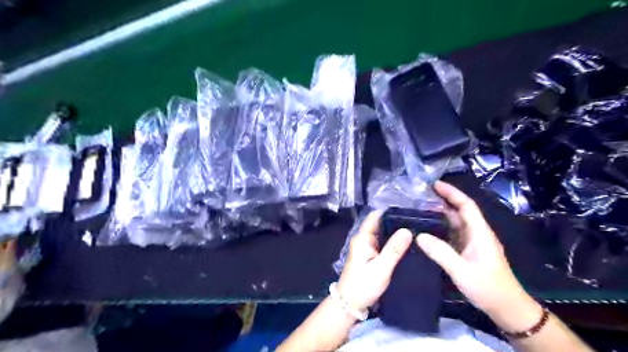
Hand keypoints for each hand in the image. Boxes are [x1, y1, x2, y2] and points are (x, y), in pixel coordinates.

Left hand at [336, 210, 415, 312]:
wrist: (350, 303)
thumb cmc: (363, 285)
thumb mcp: (381, 268)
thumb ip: (394, 249)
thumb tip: (407, 230)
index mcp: (363, 238)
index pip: (375, 216)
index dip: (390, 211)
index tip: (408, 210)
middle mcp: (363, 239)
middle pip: (380, 224)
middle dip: (395, 222)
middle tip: (417, 221)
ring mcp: (366, 247)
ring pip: (382, 233)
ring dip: (395, 232)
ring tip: (415, 229)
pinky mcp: (370, 255)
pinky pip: (382, 243)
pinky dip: (392, 241)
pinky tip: (406, 243)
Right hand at [416, 182, 538, 326]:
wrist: (507, 309)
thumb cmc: (488, 288)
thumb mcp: (462, 271)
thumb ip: (441, 252)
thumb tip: (419, 235)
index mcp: (480, 233)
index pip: (466, 206)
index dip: (452, 193)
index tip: (435, 184)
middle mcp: (477, 234)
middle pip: (461, 211)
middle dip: (444, 200)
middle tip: (422, 195)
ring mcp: (473, 243)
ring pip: (456, 222)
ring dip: (441, 214)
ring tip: (421, 209)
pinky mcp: (469, 251)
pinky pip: (454, 234)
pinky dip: (441, 227)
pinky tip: (429, 229)